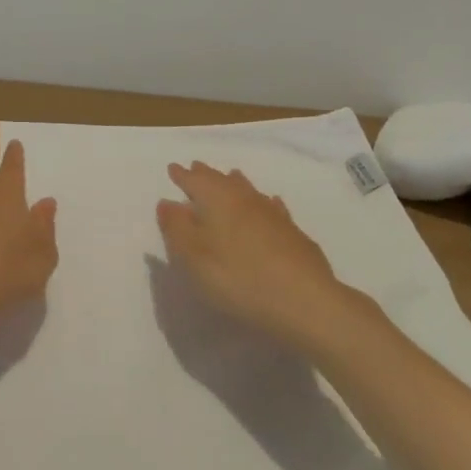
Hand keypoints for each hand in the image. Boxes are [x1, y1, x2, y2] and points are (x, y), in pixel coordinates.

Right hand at [156, 162, 357, 354]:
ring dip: (235, 183)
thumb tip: (166, 202)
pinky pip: (273, 207)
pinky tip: (270, 203)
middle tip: (196, 167)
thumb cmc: (238, 278)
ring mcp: (273, 215)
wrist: (304, 302)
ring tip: (230, 176)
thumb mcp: (194, 258)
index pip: (195, 181)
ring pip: (249, 190)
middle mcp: (245, 199)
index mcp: (218, 201)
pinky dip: (264, 202)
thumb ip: (177, 228)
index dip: (182, 176)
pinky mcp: (293, 233)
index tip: (173, 168)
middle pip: (222, 181)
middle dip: (206, 174)